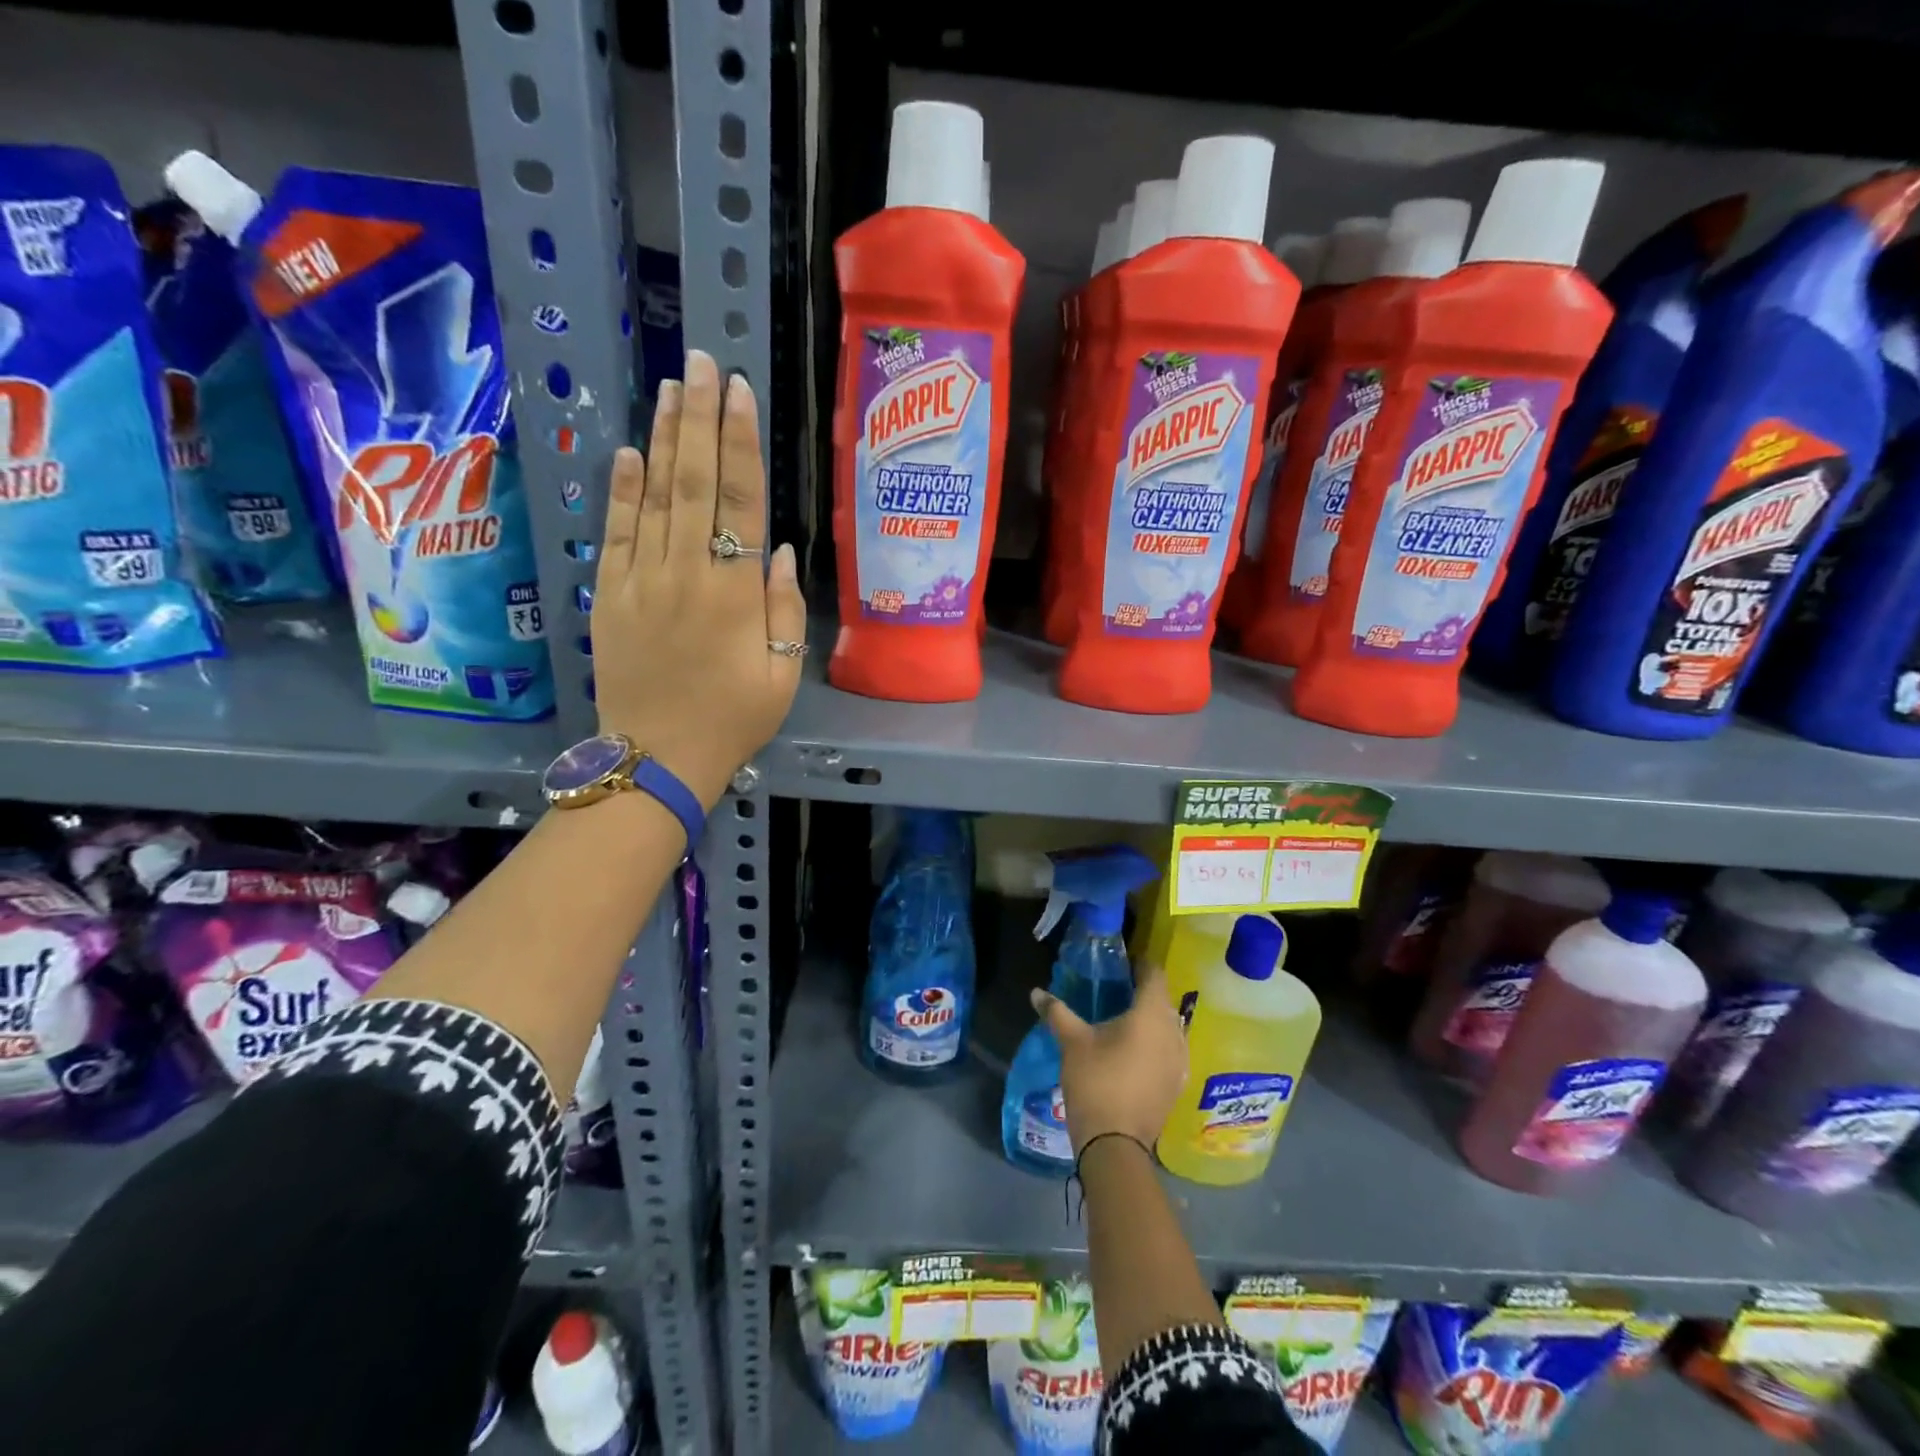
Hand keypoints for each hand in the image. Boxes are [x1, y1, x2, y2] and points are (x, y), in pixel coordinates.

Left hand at [590, 351, 806, 806]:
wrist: (657, 757)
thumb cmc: (733, 720)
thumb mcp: (781, 674)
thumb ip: (784, 609)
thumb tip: (782, 550)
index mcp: (735, 593)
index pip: (739, 502)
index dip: (739, 444)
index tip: (739, 392)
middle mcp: (686, 573)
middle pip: (693, 482)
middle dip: (700, 418)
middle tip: (702, 361)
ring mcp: (641, 580)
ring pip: (654, 496)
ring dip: (664, 438)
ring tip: (673, 386)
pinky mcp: (610, 594)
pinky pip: (617, 532)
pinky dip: (623, 489)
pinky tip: (631, 450)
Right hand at [1031, 964, 1187, 1154]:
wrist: (1115, 1145)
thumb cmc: (1096, 1082)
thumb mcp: (1072, 1042)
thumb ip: (1056, 1012)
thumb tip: (1036, 992)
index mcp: (1151, 1014)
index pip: (1155, 974)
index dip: (1141, 965)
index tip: (1123, 963)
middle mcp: (1174, 1032)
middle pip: (1163, 1000)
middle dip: (1144, 992)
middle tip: (1118, 991)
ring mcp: (1180, 1061)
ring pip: (1170, 1027)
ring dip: (1152, 1020)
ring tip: (1126, 1022)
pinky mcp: (1177, 1084)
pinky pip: (1171, 1051)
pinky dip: (1157, 1044)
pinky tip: (1136, 1052)